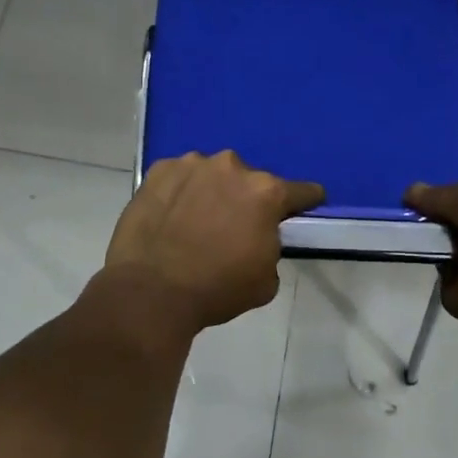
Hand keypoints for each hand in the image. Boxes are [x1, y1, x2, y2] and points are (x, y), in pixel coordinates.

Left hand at [105, 152, 324, 330]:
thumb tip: (259, 239)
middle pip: (251, 181)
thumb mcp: (266, 280)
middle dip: (247, 199)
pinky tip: (170, 216)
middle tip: (233, 226)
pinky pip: (180, 177)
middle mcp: (233, 167)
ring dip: (212, 191)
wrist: (150, 293)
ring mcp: (193, 164)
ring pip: (213, 175)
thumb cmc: (216, 289)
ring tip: (196, 221)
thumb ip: (271, 248)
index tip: (305, 206)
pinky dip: (180, 191)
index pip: (302, 191)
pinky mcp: (160, 170)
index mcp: (266, 193)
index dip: (306, 201)